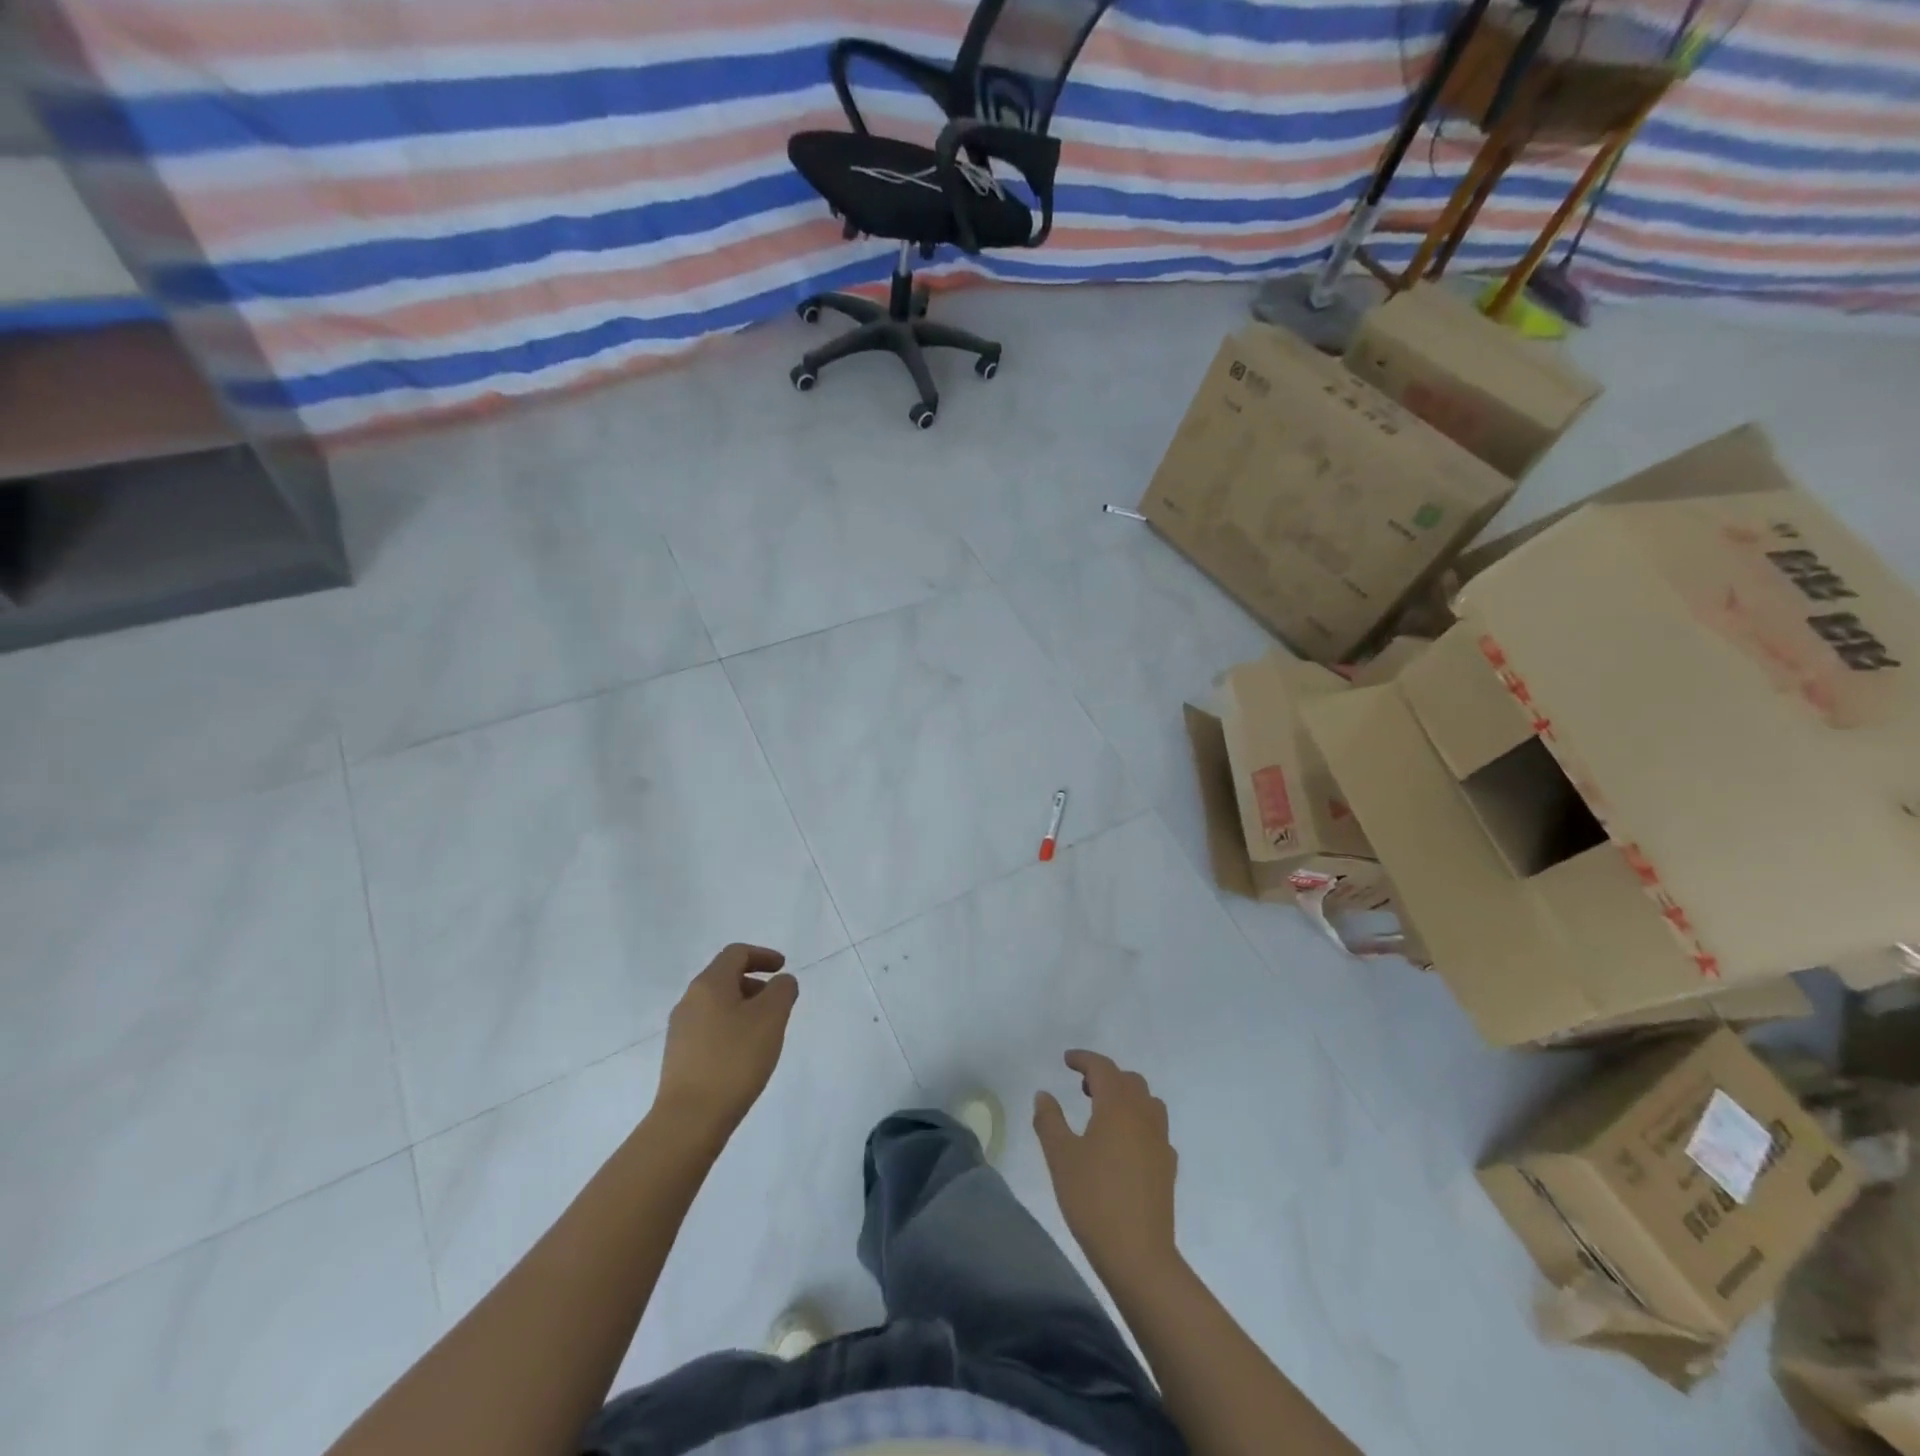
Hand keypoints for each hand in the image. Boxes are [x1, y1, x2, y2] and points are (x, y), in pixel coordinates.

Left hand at [654, 944, 797, 1136]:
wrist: (690, 1119)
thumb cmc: (735, 1059)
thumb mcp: (771, 1018)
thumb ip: (782, 990)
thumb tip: (781, 982)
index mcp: (709, 984)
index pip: (736, 953)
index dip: (763, 955)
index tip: (783, 968)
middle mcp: (689, 1000)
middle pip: (724, 977)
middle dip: (754, 983)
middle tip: (777, 1002)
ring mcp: (680, 1029)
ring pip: (716, 1004)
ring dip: (743, 1007)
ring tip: (764, 1031)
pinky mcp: (679, 1056)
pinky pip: (709, 1027)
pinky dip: (730, 1027)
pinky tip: (743, 1053)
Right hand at [1033, 1050, 1178, 1280]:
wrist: (1139, 1255)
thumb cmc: (1094, 1199)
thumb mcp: (1061, 1157)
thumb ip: (1049, 1120)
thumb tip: (1044, 1094)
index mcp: (1118, 1106)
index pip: (1103, 1068)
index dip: (1084, 1059)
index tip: (1067, 1059)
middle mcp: (1144, 1115)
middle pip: (1129, 1081)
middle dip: (1105, 1077)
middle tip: (1082, 1087)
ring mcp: (1161, 1141)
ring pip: (1147, 1102)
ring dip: (1126, 1097)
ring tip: (1102, 1113)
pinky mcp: (1168, 1166)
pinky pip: (1154, 1128)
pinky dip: (1138, 1123)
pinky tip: (1123, 1145)